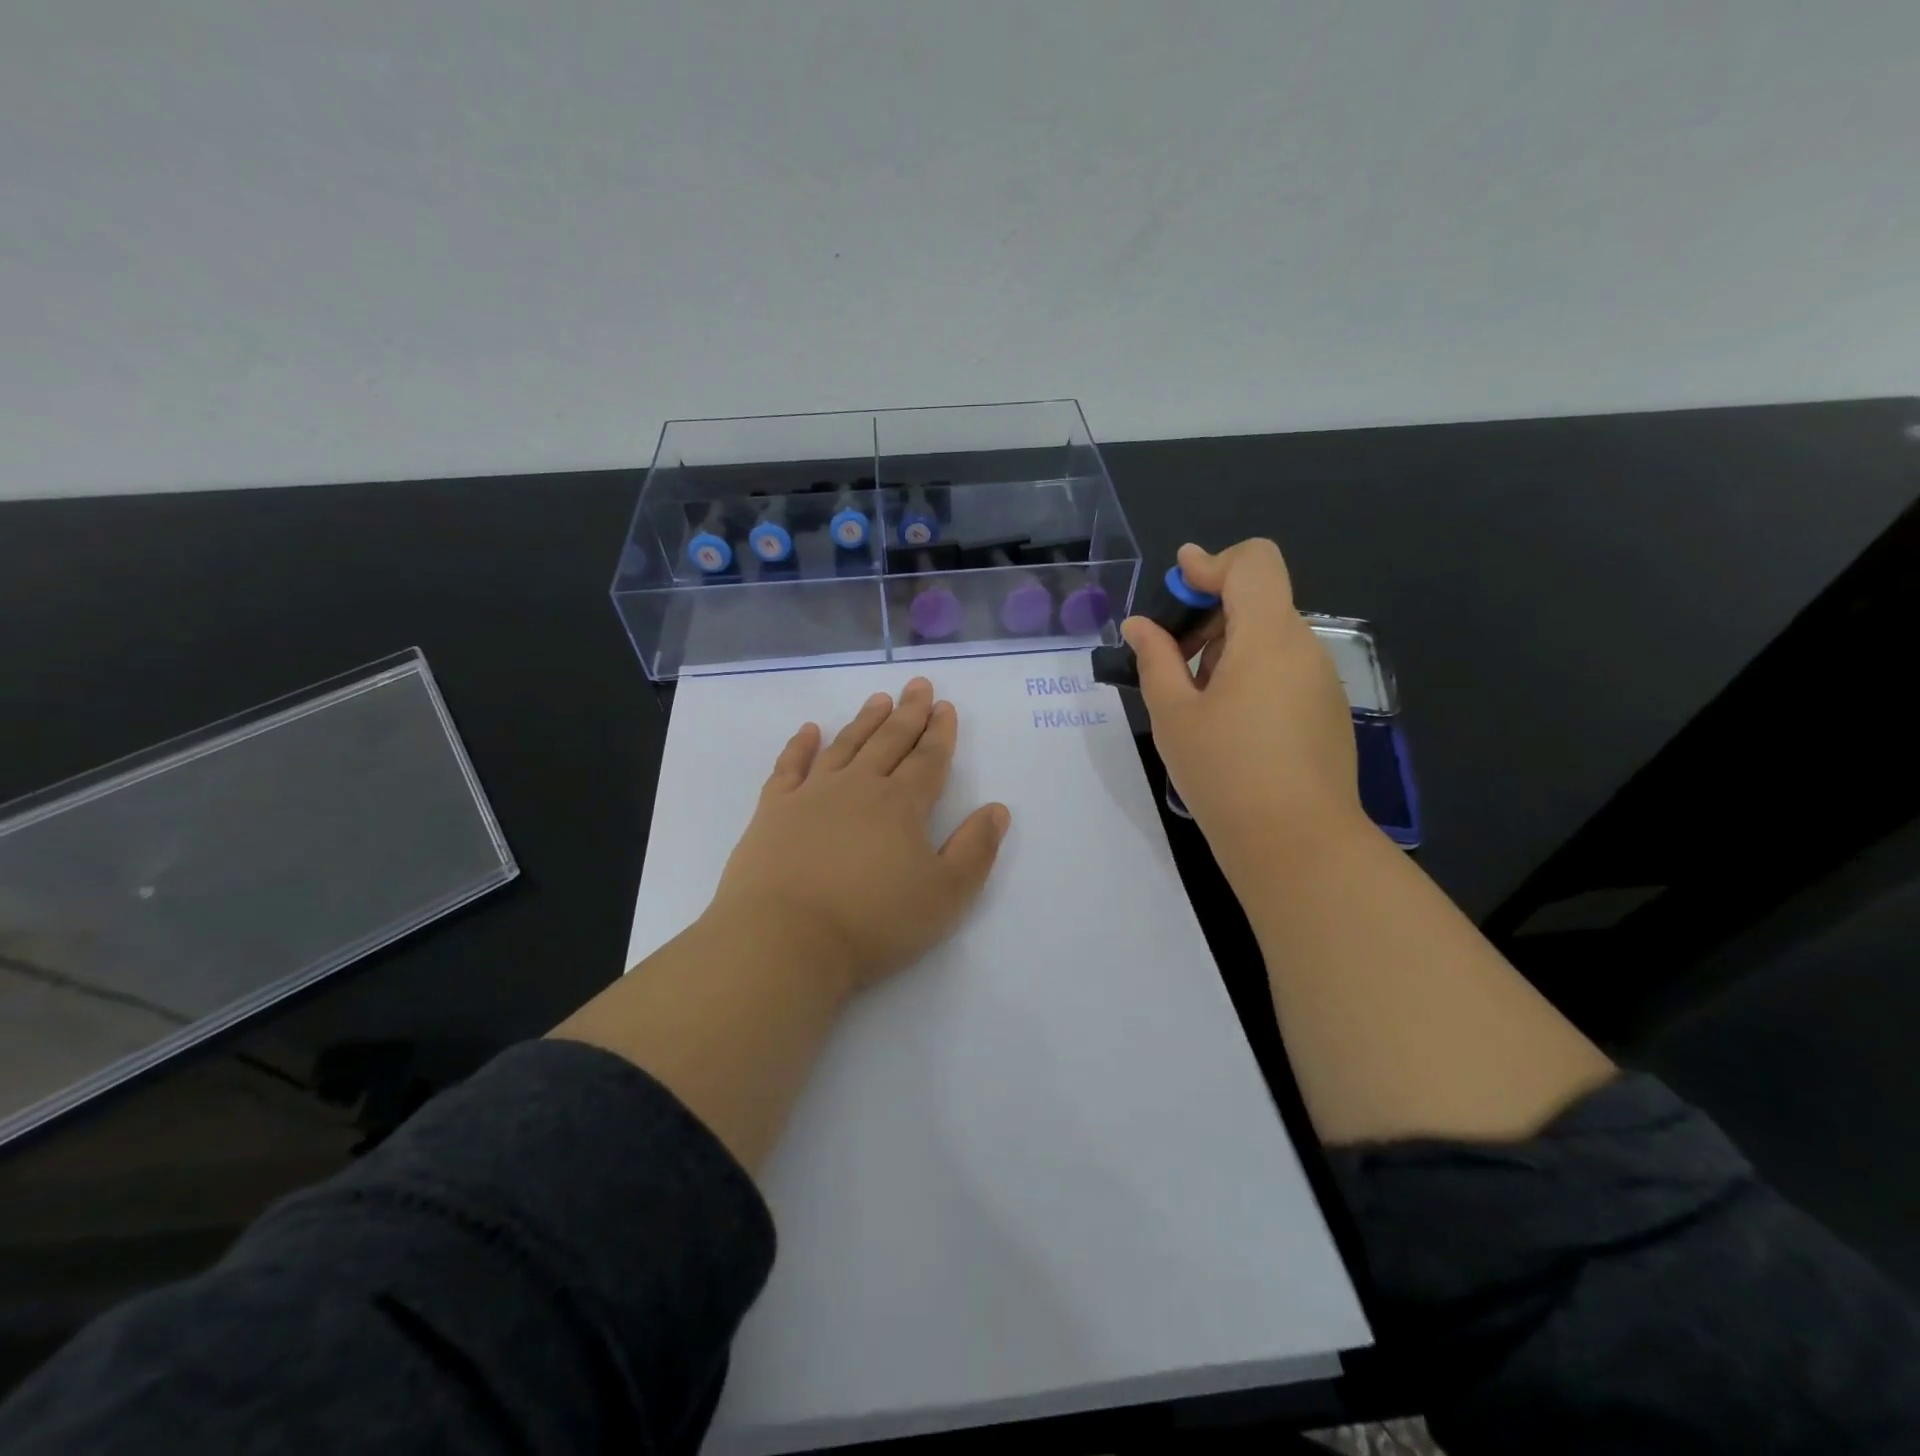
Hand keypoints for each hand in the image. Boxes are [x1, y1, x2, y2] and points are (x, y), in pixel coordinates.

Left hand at [705, 676, 1010, 996]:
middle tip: (918, 686)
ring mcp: (811, 795)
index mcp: (901, 805)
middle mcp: (858, 787)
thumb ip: (975, 850)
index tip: (945, 707)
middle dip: (908, 713)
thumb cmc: (873, 922)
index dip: (940, 733)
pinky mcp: (773, 810)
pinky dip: (800, 745)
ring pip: (845, 745)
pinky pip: (789, 766)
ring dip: (865, 721)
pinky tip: (808, 730)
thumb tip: (997, 809)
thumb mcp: (945, 896)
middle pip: (889, 742)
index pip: (928, 760)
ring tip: (879, 699)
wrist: (784, 940)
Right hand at [1122, 540, 1363, 867]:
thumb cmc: (1225, 773)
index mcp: (1268, 637)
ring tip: (1195, 701)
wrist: (1297, 844)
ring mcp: (1322, 680)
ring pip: (1270, 636)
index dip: (1212, 563)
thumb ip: (1155, 659)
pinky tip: (1228, 724)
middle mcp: (1304, 647)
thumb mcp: (1174, 715)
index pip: (1254, 562)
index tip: (1175, 587)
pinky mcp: (1327, 710)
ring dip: (1227, 648)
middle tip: (1171, 659)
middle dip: (1209, 614)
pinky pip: (1284, 669)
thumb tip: (1139, 625)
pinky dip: (1250, 674)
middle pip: (1259, 599)